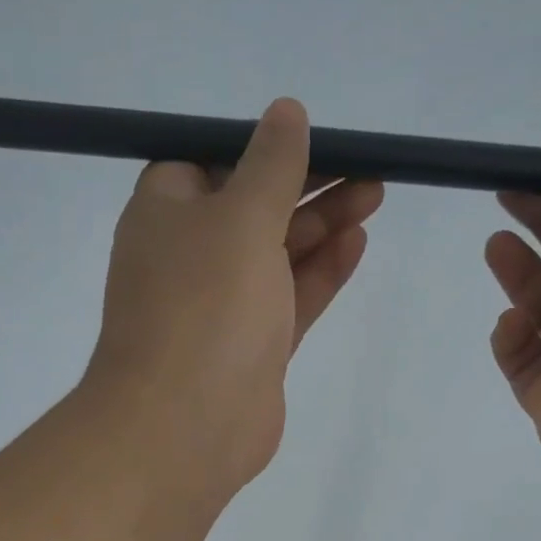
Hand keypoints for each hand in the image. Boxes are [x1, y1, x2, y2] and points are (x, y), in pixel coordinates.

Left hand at [86, 98, 383, 497]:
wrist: (186, 427)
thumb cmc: (205, 307)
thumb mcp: (240, 217)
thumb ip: (271, 166)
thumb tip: (285, 112)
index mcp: (165, 215)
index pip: (209, 163)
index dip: (259, 149)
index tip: (311, 138)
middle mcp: (189, 258)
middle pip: (252, 207)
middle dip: (307, 185)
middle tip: (367, 168)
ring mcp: (221, 307)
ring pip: (276, 254)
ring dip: (322, 224)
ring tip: (375, 194)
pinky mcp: (252, 348)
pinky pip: (289, 298)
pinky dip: (320, 272)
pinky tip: (357, 242)